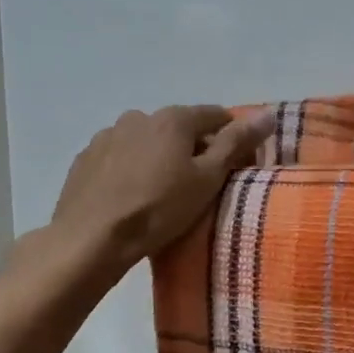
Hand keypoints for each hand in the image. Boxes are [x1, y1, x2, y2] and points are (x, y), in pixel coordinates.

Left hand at [48, 105, 275, 270]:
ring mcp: (107, 136)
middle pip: (178, 128)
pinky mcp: (85, 158)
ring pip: (146, 141)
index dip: (232, 137)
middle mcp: (138, 117)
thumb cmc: (159, 209)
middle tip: (199, 184)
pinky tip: (131, 195)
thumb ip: (236, 144)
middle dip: (193, 148)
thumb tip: (268, 114)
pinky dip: (131, 168)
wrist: (92, 238)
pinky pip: (119, 157)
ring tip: (161, 192)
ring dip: (159, 157)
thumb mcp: (207, 179)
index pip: (215, 115)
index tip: (236, 164)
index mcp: (173, 118)